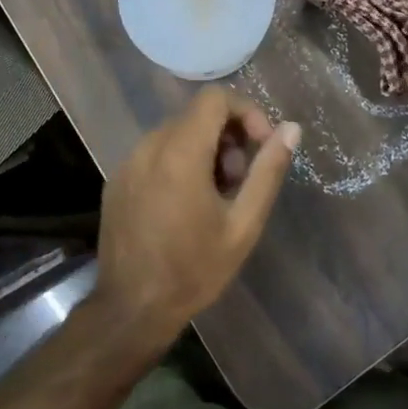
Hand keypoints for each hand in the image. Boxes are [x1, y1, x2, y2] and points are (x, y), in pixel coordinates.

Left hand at [91, 88, 300, 355]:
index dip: (246, 112)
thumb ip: (268, 171)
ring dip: (204, 150)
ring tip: (216, 196)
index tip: (260, 146)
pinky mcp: (117, 180)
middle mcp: (149, 146)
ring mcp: (128, 162)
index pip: (215, 99)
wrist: (131, 310)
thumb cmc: (194, 269)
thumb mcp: (243, 224)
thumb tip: (291, 129)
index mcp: (180, 152)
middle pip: (197, 115)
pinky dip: (178, 162)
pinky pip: (155, 152)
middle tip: (240, 181)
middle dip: (228, 138)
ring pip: (176, 133)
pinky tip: (186, 205)